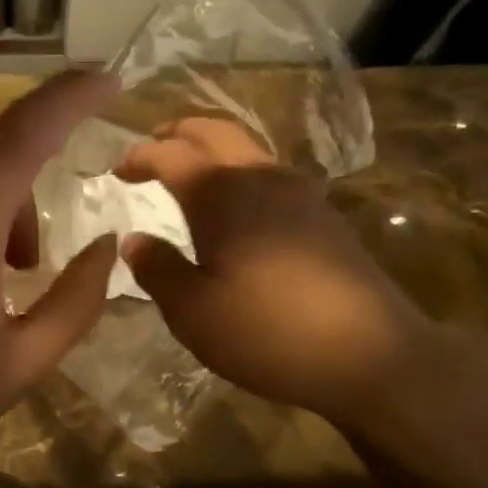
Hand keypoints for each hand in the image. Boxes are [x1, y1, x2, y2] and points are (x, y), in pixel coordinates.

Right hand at [115, 119, 437, 426]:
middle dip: (179, 133)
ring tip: (191, 175)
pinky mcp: (324, 218)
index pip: (171, 154)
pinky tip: (239, 209)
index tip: (117, 170)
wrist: (370, 355)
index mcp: (222, 194)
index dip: (140, 156)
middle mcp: (262, 179)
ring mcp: (301, 195)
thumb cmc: (267, 331)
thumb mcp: (193, 311)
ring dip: (213, 151)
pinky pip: (272, 177)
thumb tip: (133, 240)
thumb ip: (157, 269)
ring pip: (249, 151)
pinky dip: (242, 175)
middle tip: (153, 148)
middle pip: (216, 132)